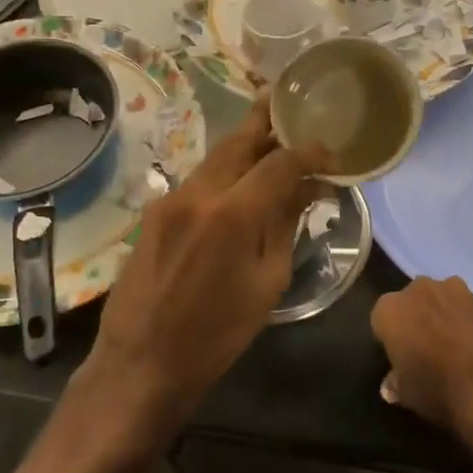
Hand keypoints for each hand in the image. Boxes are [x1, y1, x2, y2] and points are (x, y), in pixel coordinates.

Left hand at [81, 98, 327, 447]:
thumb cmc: (216, 335)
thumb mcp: (267, 284)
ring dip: (245, 145)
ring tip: (273, 142)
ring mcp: (170, 198)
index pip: (280, 161)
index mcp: (233, 214)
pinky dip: (224, 171)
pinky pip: (198, 179)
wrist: (141, 362)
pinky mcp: (154, 211)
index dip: (310, 153)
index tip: (331, 158)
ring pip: (216, 156)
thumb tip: (307, 189)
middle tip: (292, 110)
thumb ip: (285, 226)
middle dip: (268, 122)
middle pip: (239, 139)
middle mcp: (199, 192)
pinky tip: (240, 181)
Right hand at [371, 276, 472, 432]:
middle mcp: (421, 290)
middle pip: (413, 302)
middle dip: (417, 319)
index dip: (390, 338)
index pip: (381, 318)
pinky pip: (472, 314)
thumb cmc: (437, 389)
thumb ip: (396, 383)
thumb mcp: (406, 394)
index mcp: (391, 308)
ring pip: (444, 301)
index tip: (399, 357)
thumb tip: (391, 386)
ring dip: (446, 317)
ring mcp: (459, 292)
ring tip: (454, 350)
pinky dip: (472, 327)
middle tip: (424, 350)